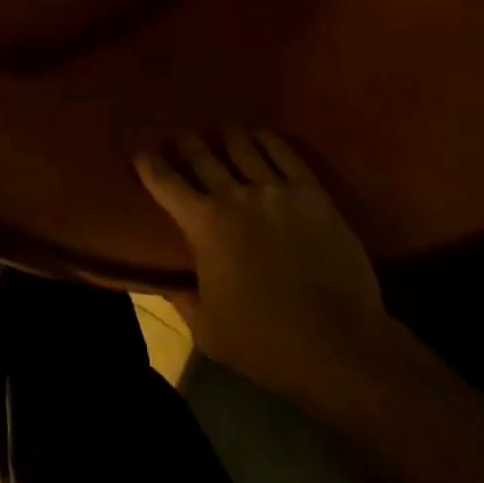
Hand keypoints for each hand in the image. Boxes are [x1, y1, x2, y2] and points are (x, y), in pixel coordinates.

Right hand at [136, 127, 388, 399]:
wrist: (341, 349)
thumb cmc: (267, 344)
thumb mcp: (208, 333)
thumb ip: (182, 300)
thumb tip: (166, 282)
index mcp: (202, 223)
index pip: (164, 180)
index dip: (148, 164)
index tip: (142, 155)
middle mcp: (233, 195)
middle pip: (200, 153)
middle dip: (186, 143)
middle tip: (182, 140)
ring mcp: (274, 190)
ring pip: (241, 144)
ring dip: (226, 136)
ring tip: (222, 133)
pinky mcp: (311, 194)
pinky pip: (284, 152)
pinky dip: (267, 140)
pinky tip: (260, 137)